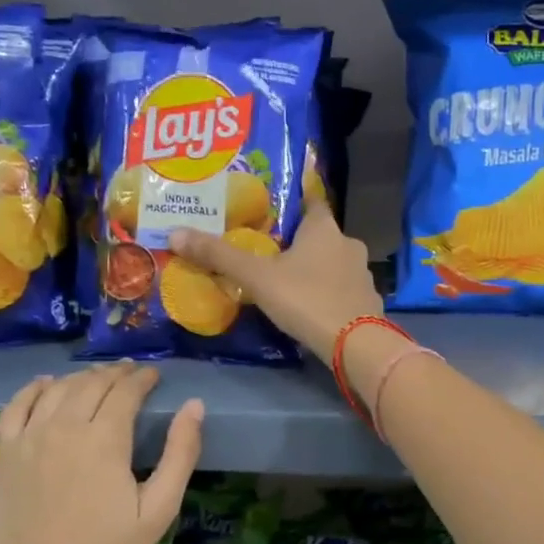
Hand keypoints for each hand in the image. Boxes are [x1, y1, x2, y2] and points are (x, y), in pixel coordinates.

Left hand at [0, 364, 201, 543]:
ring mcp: (30, 439)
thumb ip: (180, 454)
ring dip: (81, 377)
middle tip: (132, 375)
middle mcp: (65, 428)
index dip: (143, 379)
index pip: (125, 391)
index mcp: (105, 440)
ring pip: (57, 389)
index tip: (155, 376)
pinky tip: (46, 384)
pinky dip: (33, 389)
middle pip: (91, 384)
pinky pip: (15, 406)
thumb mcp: (159, 509)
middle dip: (116, 374)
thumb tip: (194, 406)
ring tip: (98, 379)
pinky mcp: (6, 454)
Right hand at [167, 199, 382, 355]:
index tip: (282, 204)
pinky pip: (344, 290)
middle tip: (274, 250)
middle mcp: (349, 244)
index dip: (298, 199)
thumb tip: (175, 233)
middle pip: (323, 235)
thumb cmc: (305, 299)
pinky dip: (330, 293)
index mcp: (324, 229)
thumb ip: (219, 256)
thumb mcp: (257, 277)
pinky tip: (313, 306)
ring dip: (317, 269)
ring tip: (291, 280)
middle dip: (302, 241)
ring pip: (336, 264)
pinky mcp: (368, 302)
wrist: (355, 344)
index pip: (312, 201)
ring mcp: (363, 275)